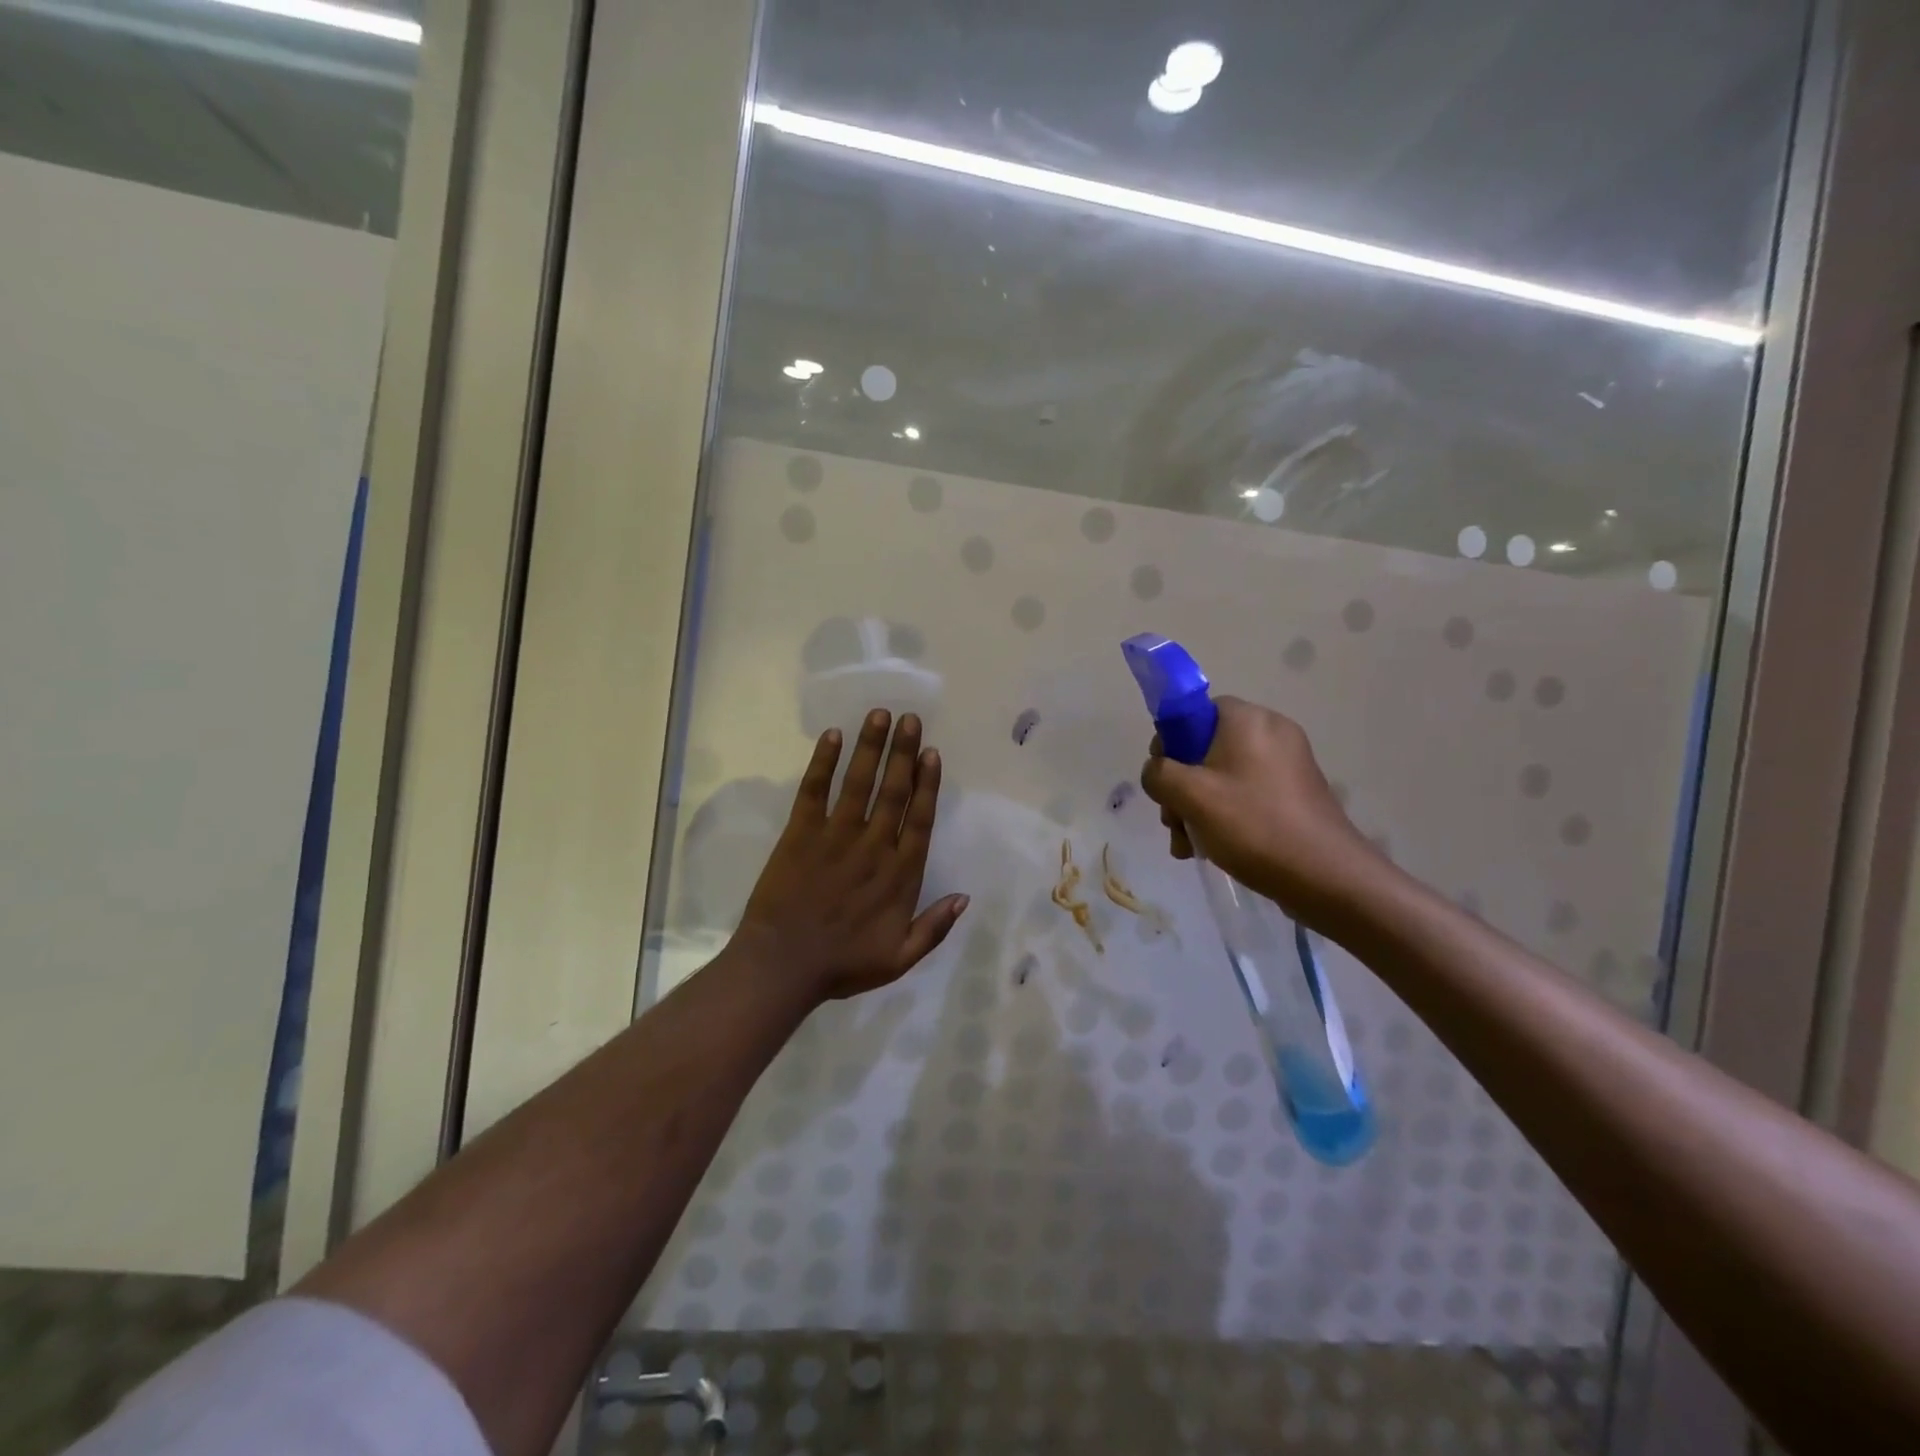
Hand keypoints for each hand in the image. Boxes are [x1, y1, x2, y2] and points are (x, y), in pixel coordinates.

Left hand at [734, 709, 967, 1003]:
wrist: (782, 966)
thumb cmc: (842, 964)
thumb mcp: (899, 959)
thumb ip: (934, 927)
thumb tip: (965, 897)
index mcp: (900, 874)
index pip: (920, 819)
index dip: (928, 784)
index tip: (933, 753)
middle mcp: (873, 845)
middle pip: (894, 791)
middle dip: (904, 752)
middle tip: (911, 719)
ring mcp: (836, 835)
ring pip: (859, 782)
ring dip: (871, 746)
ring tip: (880, 714)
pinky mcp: (800, 833)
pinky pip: (814, 790)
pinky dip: (823, 762)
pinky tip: (833, 736)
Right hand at [1140, 696, 1383, 922]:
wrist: (1326, 876)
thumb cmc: (1253, 825)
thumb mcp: (1190, 796)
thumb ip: (1159, 774)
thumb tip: (1157, 771)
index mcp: (1248, 720)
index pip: (1195, 711)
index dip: (1170, 743)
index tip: (1163, 780)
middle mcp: (1271, 732)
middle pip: (1205, 748)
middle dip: (1181, 787)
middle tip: (1174, 823)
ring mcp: (1288, 764)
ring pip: (1223, 776)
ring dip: (1197, 808)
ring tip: (1189, 846)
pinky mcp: (1296, 793)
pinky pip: (1247, 793)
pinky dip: (1225, 816)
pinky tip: (1212, 849)